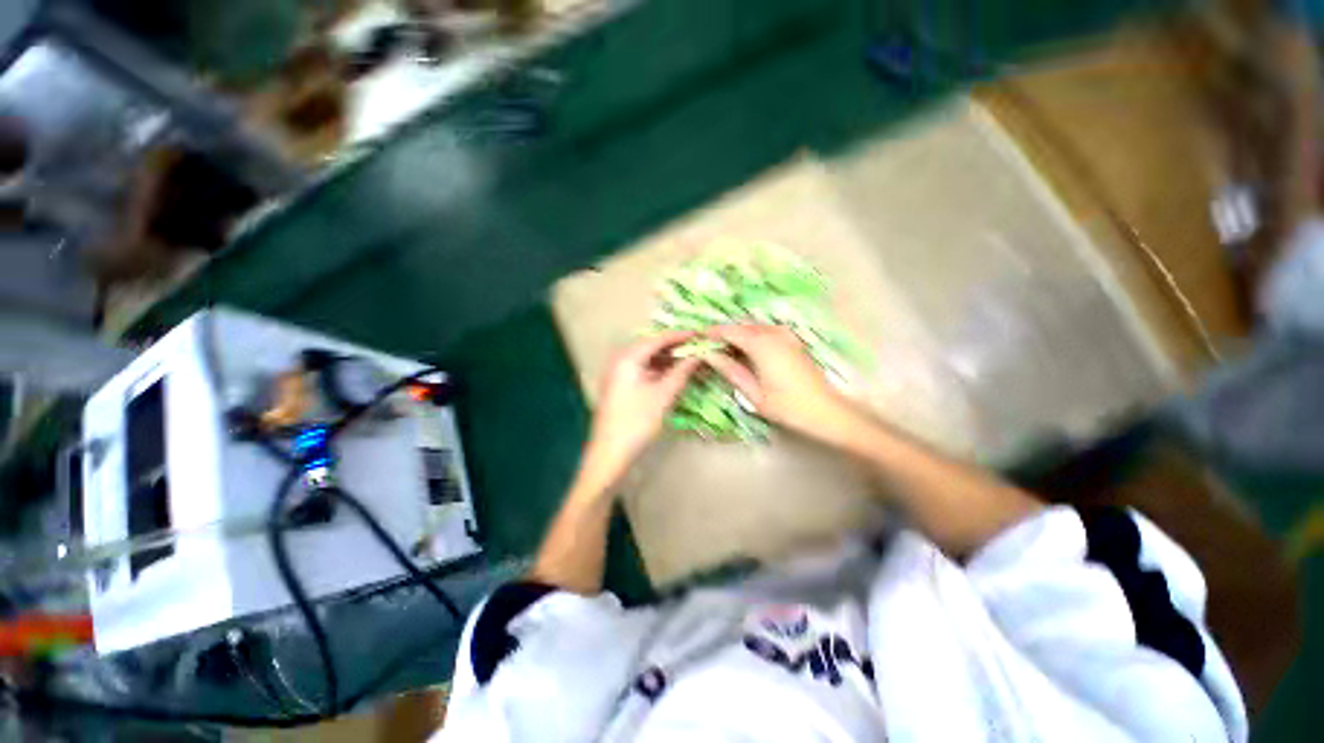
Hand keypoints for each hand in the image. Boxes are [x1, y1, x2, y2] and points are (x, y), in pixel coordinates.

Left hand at [579, 331, 701, 490]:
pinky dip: (659, 370)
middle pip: (652, 346)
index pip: (658, 338)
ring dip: (668, 359)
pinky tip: (674, 374)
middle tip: (698, 347)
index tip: (701, 334)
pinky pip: (643, 370)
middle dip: (675, 347)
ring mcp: (618, 372)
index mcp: (627, 357)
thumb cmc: (637, 422)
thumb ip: (682, 372)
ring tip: (691, 360)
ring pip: (648, 359)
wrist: (610, 453)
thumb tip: (699, 355)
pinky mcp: (620, 385)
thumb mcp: (663, 395)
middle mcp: (620, 359)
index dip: (681, 336)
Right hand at [704, 324, 862, 445]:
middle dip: (722, 334)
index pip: (729, 331)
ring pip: (752, 328)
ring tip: (723, 352)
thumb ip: (730, 370)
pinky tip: (744, 353)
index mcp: (762, 344)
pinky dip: (750, 338)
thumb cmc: (788, 406)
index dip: (711, 334)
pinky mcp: (791, 340)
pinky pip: (764, 332)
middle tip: (707, 348)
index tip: (696, 340)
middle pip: (740, 326)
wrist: (826, 410)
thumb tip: (708, 355)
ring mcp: (785, 334)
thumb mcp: (753, 393)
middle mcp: (774, 332)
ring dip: (736, 336)